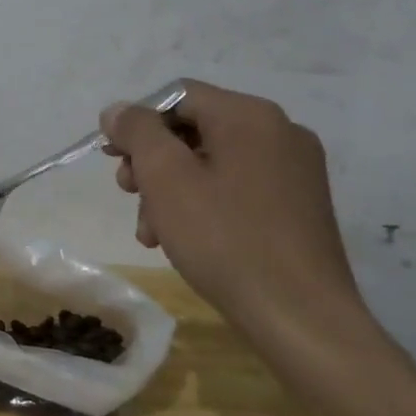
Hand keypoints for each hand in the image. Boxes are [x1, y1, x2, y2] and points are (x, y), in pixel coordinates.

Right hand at [99, 81, 371, 352]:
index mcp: (250, 116)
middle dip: (151, 161)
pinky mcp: (298, 205)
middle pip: (193, 128)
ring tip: (150, 230)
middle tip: (128, 193)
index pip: (177, 96)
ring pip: (210, 162)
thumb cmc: (225, 239)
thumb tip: (119, 110)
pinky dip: (201, 204)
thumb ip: (137, 131)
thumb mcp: (165, 177)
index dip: (137, 122)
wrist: (302, 320)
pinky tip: (180, 239)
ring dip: (170, 189)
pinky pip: (235, 187)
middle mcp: (280, 132)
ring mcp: (294, 171)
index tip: (113, 159)